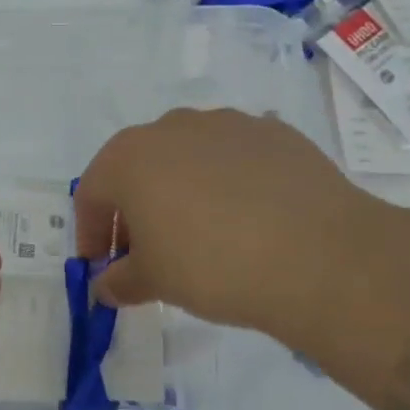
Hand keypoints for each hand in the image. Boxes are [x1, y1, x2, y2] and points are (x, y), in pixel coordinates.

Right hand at [73, 108, 389, 348]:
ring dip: (181, 190)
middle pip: (138, 168)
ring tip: (203, 233)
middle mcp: (171, 127)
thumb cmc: (211, 265)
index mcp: (129, 157)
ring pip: (187, 157)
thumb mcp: (153, 282)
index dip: (91, 232)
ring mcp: (226, 124)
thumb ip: (119, 281)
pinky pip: (235, 157)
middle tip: (149, 252)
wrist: (318, 255)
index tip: (102, 265)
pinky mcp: (274, 132)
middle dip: (135, 209)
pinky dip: (228, 182)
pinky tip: (248, 218)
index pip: (91, 192)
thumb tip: (105, 285)